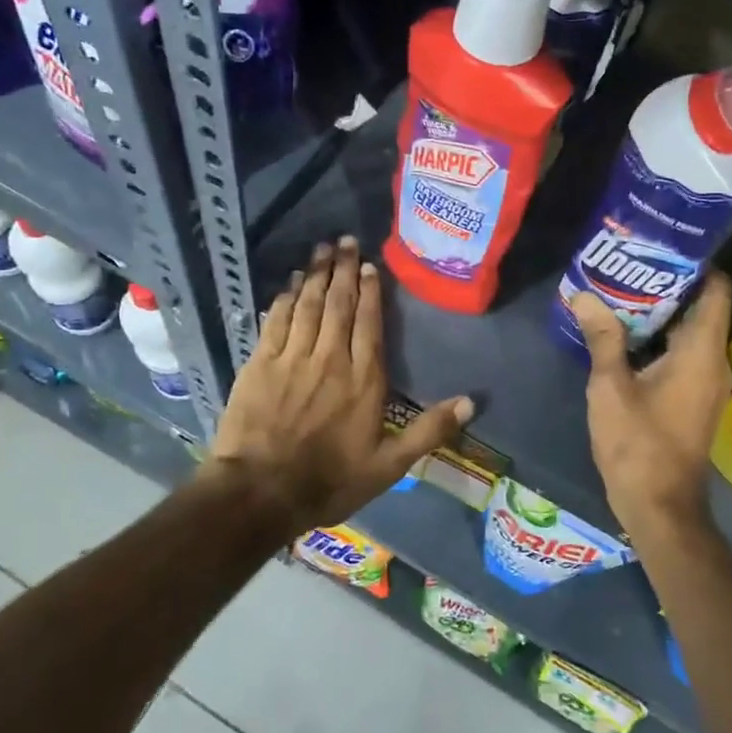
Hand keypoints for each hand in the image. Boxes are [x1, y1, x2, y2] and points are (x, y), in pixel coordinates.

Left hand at [213, 237, 474, 534]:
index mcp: (363, 379)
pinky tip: (290, 283)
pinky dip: (284, 298)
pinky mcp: (260, 364)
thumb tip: (471, 402)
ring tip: (322, 249)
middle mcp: (330, 359)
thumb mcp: (389, 466)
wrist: (260, 493)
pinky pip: (276, 321)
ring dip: (316, 274)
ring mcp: (292, 358)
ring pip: (307, 305)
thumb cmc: (329, 481)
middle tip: (344, 240)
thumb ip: (429, 431)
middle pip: (338, 304)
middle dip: (343, 270)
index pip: (369, 323)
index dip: (370, 291)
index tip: (369, 265)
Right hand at [573, 275, 731, 544]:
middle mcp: (714, 362)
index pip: (718, 290)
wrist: (660, 507)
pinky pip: (686, 354)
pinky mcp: (696, 399)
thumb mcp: (611, 388)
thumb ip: (603, 338)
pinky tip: (628, 336)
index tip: (663, 248)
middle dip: (670, 285)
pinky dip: (663, 339)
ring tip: (623, 293)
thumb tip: (585, 296)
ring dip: (663, 314)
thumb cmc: (638, 445)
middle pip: (704, 308)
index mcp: (701, 352)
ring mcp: (708, 382)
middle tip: (631, 266)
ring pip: (693, 332)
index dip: (698, 264)